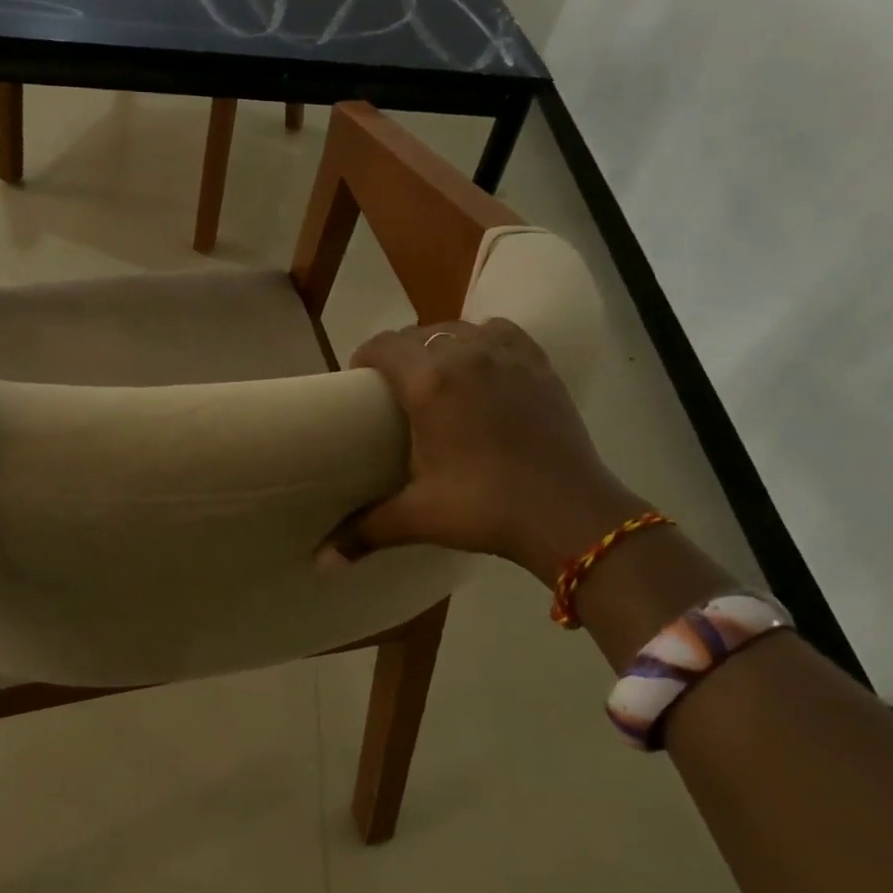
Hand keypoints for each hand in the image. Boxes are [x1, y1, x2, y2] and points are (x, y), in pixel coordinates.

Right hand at [326, 318, 650, 576]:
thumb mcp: (419, 516)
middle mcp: (466, 354)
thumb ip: (364, 530)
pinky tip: (484, 367)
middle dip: (399, 354)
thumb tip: (322, 562)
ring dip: (440, 344)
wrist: (570, 514)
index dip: (364, 358)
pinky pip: (500, 333)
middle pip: (418, 335)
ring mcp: (508, 355)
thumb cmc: (486, 508)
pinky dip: (484, 341)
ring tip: (438, 376)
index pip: (383, 345)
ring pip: (459, 329)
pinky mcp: (539, 365)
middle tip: (395, 390)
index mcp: (430, 382)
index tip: (360, 383)